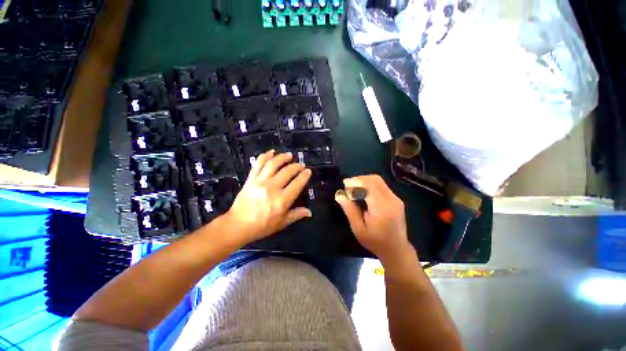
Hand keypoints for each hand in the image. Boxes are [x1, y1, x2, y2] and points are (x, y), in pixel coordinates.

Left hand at [225, 150, 311, 243]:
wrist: (239, 224)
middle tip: (300, 165)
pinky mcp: (250, 179)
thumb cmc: (262, 226)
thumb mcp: (281, 224)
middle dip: (296, 166)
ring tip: (289, 155)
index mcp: (282, 201)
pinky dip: (265, 156)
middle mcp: (272, 188)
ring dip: (282, 157)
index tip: (308, 171)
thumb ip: (296, 215)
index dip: (304, 176)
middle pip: (287, 172)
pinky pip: (258, 164)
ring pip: (273, 164)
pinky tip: (271, 152)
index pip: (297, 184)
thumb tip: (309, 212)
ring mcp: (260, 182)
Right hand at [335, 174, 412, 261]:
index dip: (355, 182)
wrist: (396, 249)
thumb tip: (340, 195)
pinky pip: (384, 188)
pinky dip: (373, 187)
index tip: (344, 186)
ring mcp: (396, 199)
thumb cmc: (375, 242)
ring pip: (380, 182)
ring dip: (366, 182)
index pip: (369, 185)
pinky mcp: (398, 201)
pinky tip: (365, 196)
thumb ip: (350, 210)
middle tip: (348, 187)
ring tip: (355, 191)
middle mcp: (391, 199)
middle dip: (360, 179)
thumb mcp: (359, 229)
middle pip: (375, 179)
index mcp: (381, 207)